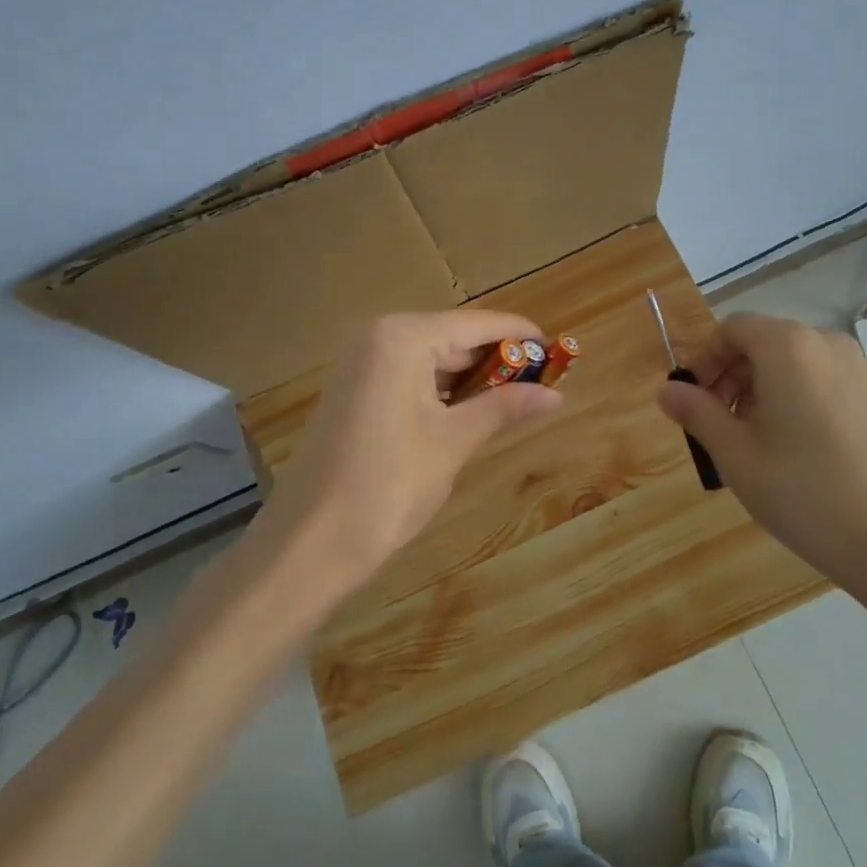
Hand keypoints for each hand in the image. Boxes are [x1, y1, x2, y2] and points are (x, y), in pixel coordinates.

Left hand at [265, 311, 563, 592]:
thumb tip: (555, 395)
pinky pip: (408, 374)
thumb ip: (504, 408)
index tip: (557, 347)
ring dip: (470, 376)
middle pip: (452, 336)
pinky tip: (469, 409)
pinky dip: (440, 388)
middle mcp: (377, 336)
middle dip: (496, 359)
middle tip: (542, 381)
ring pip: (430, 356)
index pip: (475, 323)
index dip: (518, 334)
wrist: (309, 542)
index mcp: (402, 337)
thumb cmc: (388, 485)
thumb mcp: (452, 442)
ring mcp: (360, 361)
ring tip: (515, 398)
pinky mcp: (353, 388)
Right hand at [657, 312, 866, 599]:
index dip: (704, 358)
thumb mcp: (736, 455)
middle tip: (719, 424)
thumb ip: (697, 413)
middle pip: (765, 342)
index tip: (693, 399)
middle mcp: (828, 344)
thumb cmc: (806, 492)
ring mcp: (863, 371)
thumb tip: (667, 390)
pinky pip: (827, 382)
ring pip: (797, 363)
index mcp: (788, 347)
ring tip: (756, 441)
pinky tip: (801, 450)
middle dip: (732, 375)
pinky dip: (800, 399)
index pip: (733, 328)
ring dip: (764, 388)